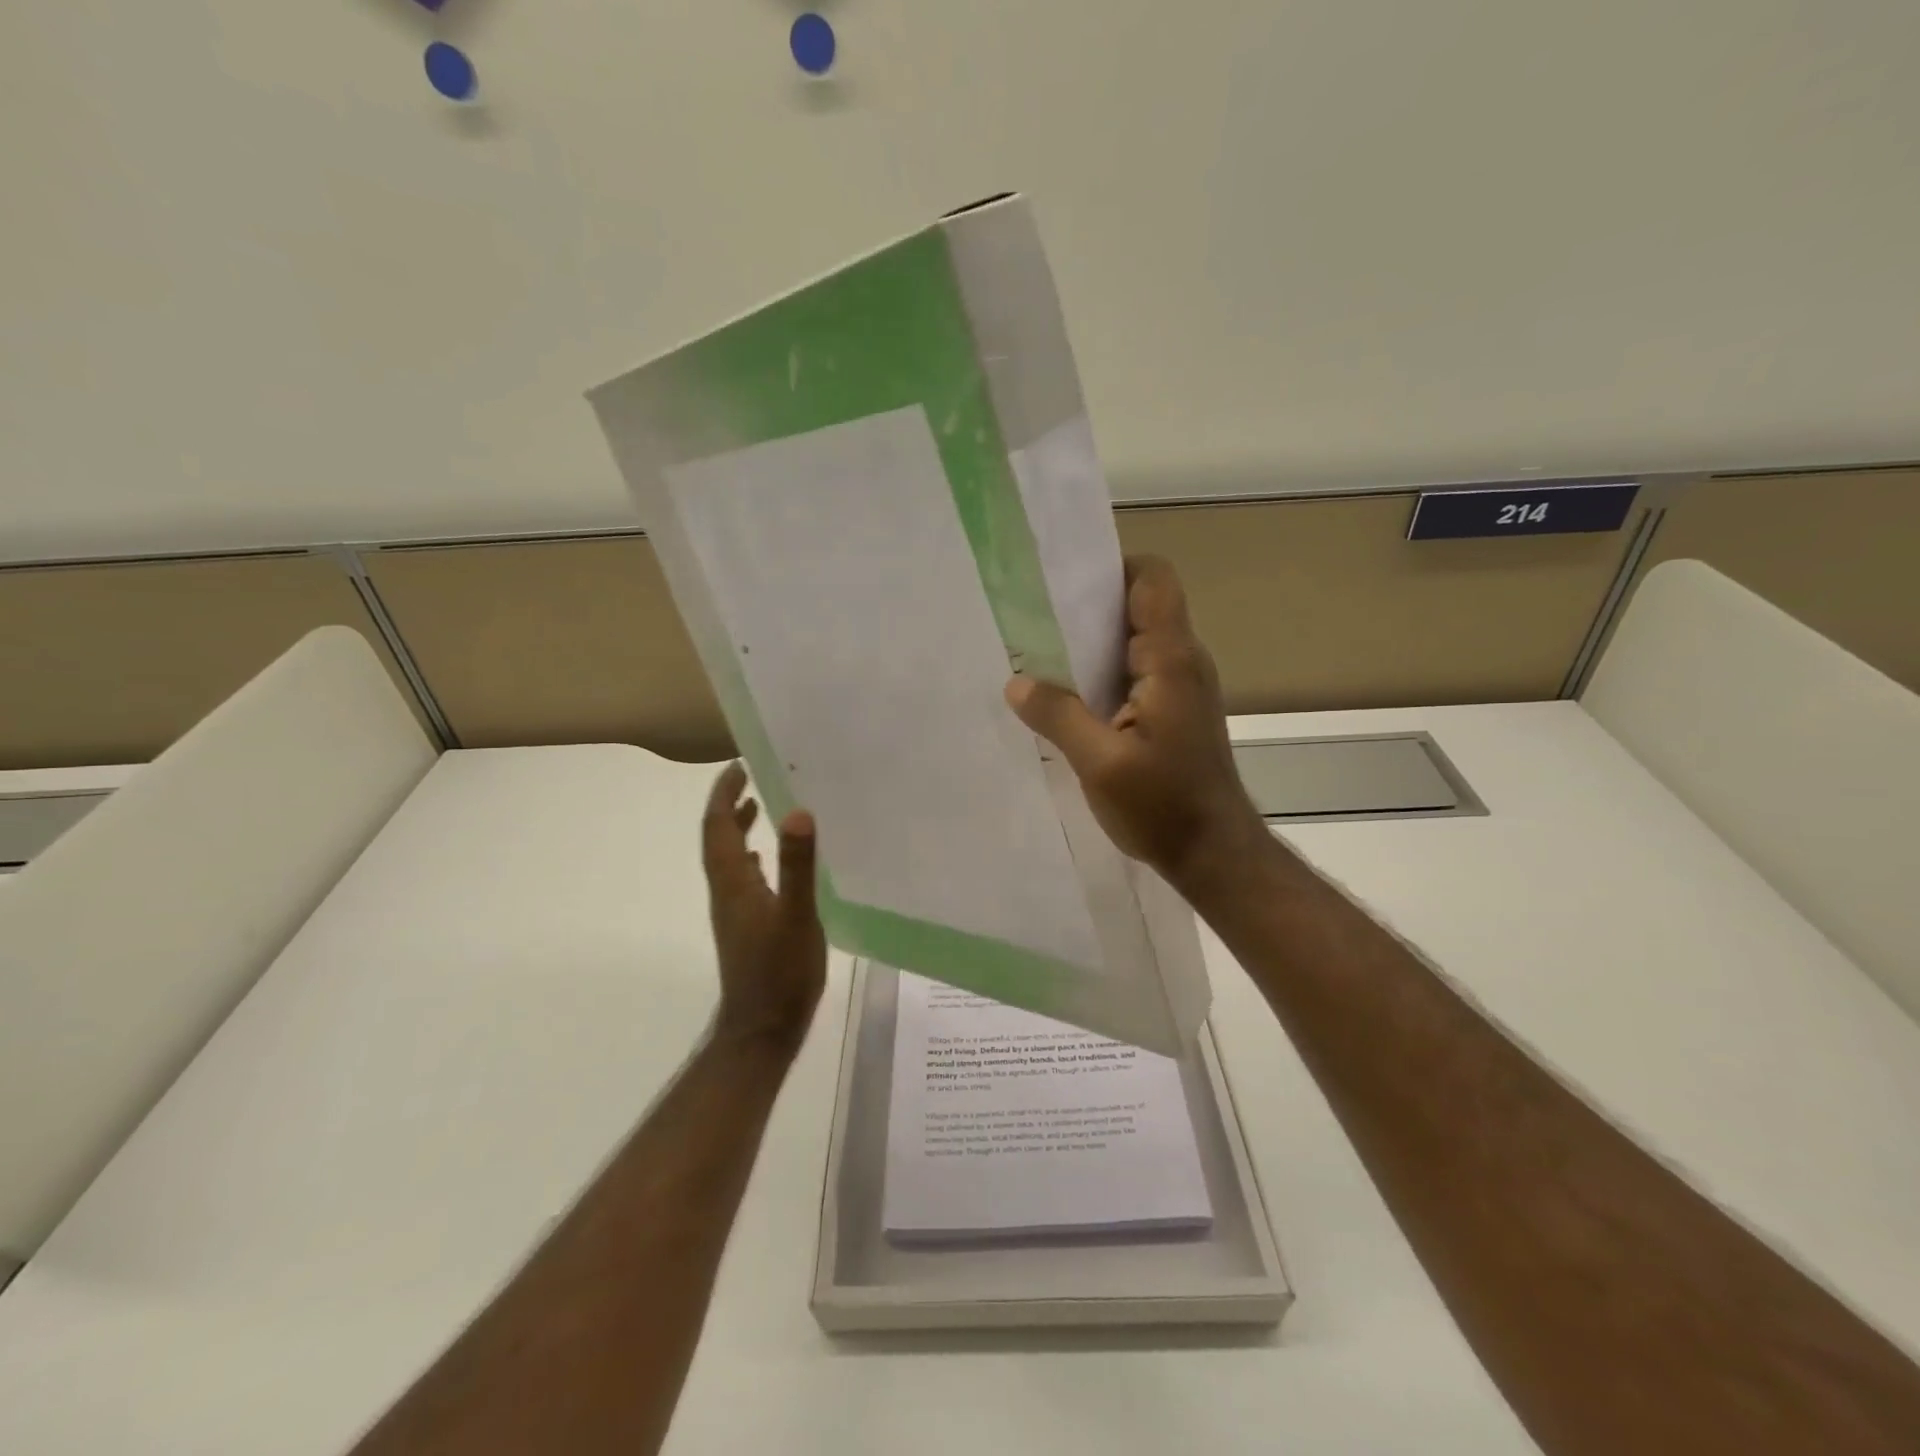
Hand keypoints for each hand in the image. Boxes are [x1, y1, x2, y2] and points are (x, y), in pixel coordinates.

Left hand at [701, 763, 825, 1054]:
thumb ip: (797, 866)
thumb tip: (797, 812)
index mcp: (733, 882)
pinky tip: (768, 861)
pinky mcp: (746, 926)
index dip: (723, 794)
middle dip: (729, 805)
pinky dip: (752, 856)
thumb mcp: (796, 917)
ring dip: (738, 829)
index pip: (717, 826)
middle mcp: (727, 891)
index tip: (737, 765)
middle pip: (718, 838)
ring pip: (729, 858)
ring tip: (760, 805)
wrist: (762, 1030)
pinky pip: (743, 877)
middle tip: (750, 777)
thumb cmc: (780, 973)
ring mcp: (735, 910)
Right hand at [1005, 555, 1270, 898]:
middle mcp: (1181, 662)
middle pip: (1137, 607)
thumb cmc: (1164, 806)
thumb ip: (1058, 716)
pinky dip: (1099, 675)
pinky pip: (1133, 674)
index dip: (1112, 568)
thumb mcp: (1100, 763)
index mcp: (1171, 660)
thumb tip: (1017, 682)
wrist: (1214, 854)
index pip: (1153, 580)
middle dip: (1087, 608)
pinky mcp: (1172, 712)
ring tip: (1038, 656)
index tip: (1063, 584)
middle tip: (1032, 620)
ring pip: (1132, 643)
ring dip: (1090, 646)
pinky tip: (1064, 697)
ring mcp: (1179, 688)